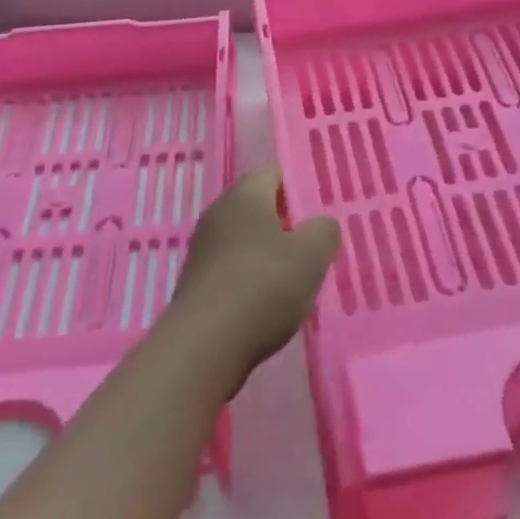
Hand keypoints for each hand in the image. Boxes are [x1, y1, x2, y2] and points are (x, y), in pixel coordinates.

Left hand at [167, 169, 340, 390]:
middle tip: (313, 245)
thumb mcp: (311, 255)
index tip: (319, 209)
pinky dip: (250, 279)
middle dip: (285, 223)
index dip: (297, 187)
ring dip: (267, 254)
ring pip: (243, 240)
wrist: (205, 345)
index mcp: (244, 196)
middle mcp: (217, 214)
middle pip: (256, 207)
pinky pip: (231, 269)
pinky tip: (267, 303)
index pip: (272, 173)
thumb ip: (323, 231)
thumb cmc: (263, 286)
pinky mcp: (196, 283)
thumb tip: (320, 224)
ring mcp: (202, 249)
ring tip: (295, 278)